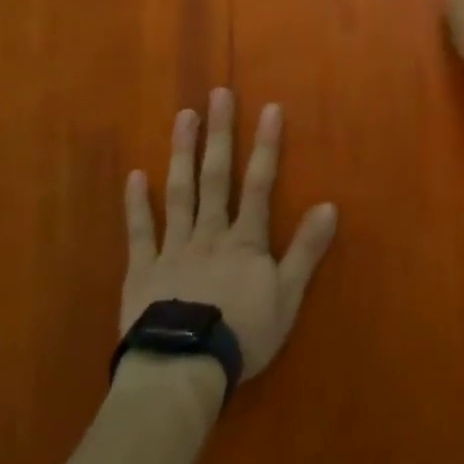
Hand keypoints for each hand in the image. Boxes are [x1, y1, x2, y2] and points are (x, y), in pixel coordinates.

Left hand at [121, 88, 338, 381]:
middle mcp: (209, 233)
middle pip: (217, 177)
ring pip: (179, 193)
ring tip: (183, 116)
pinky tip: (135, 175)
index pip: (260, 185)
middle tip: (218, 94)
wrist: (183, 369)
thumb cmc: (242, 334)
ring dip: (182, 153)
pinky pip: (140, 232)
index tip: (270, 108)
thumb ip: (306, 250)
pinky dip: (137, 204)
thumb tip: (329, 206)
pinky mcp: (143, 271)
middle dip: (220, 134)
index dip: (267, 146)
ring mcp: (173, 249)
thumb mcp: (287, 297)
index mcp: (244, 241)